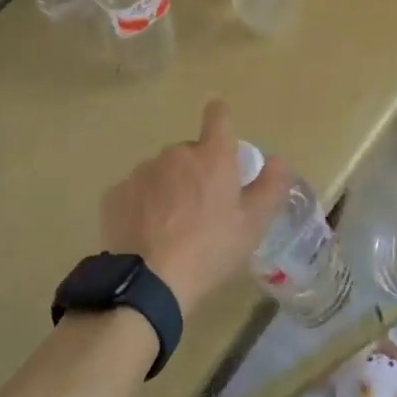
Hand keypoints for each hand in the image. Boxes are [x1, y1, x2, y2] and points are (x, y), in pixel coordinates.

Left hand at [100, 101, 290, 315]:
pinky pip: (136, 192)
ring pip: (161, 172)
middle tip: (203, 208)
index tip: (221, 129)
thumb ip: (270, 187)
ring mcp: (142, 171)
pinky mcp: (116, 193)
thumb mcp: (253, 224)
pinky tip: (147, 235)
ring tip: (172, 227)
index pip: (218, 116)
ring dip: (169, 188)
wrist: (149, 280)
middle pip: (189, 152)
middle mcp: (175, 154)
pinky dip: (143, 206)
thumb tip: (279, 160)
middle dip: (196, 171)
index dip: (220, 117)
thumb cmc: (210, 249)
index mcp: (211, 156)